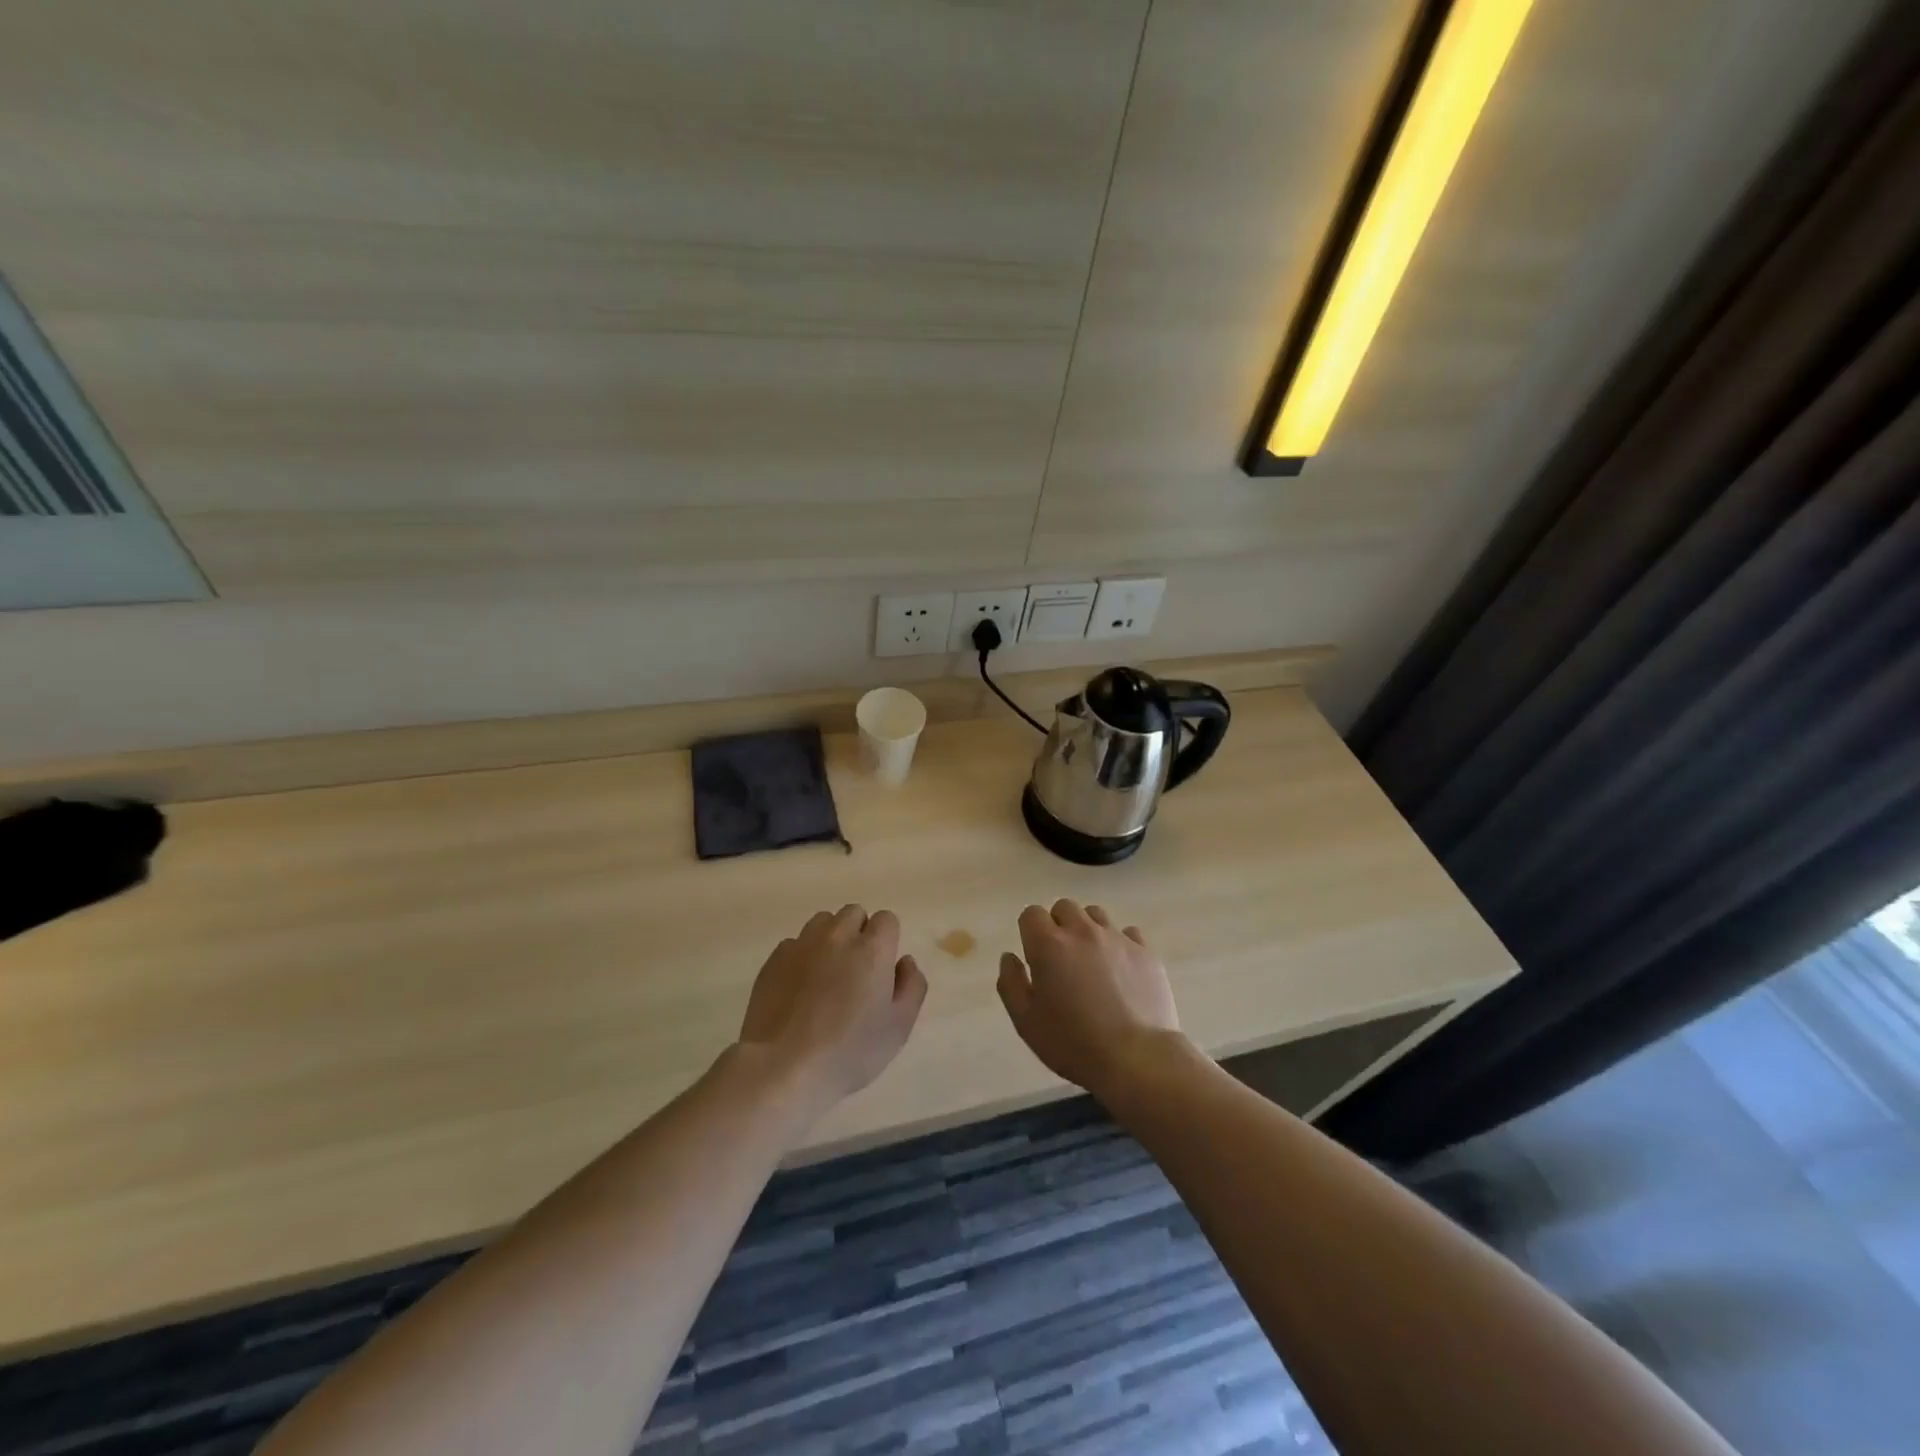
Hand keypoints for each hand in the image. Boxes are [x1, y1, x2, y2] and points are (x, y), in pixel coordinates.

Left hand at [737, 905, 927, 1116]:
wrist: (783, 1067)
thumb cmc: (849, 1051)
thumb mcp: (899, 1027)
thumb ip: (912, 986)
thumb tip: (905, 961)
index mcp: (872, 948)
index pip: (886, 919)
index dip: (887, 941)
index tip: (882, 969)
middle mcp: (837, 935)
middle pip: (854, 913)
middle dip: (859, 933)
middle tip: (856, 972)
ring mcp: (802, 944)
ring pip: (822, 923)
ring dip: (830, 939)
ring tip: (827, 975)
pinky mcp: (774, 959)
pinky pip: (795, 943)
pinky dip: (802, 956)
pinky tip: (799, 989)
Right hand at [997, 899, 1183, 1102]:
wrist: (1137, 1058)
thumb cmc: (1073, 1043)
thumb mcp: (1026, 1021)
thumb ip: (1011, 983)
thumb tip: (1009, 957)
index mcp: (1049, 944)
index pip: (1031, 914)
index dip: (1029, 932)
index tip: (1034, 956)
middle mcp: (1082, 931)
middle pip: (1064, 907)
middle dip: (1058, 925)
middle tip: (1061, 958)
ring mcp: (1117, 938)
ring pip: (1096, 914)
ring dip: (1088, 929)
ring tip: (1091, 960)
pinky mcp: (1146, 951)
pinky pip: (1128, 932)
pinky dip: (1120, 943)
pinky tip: (1121, 969)